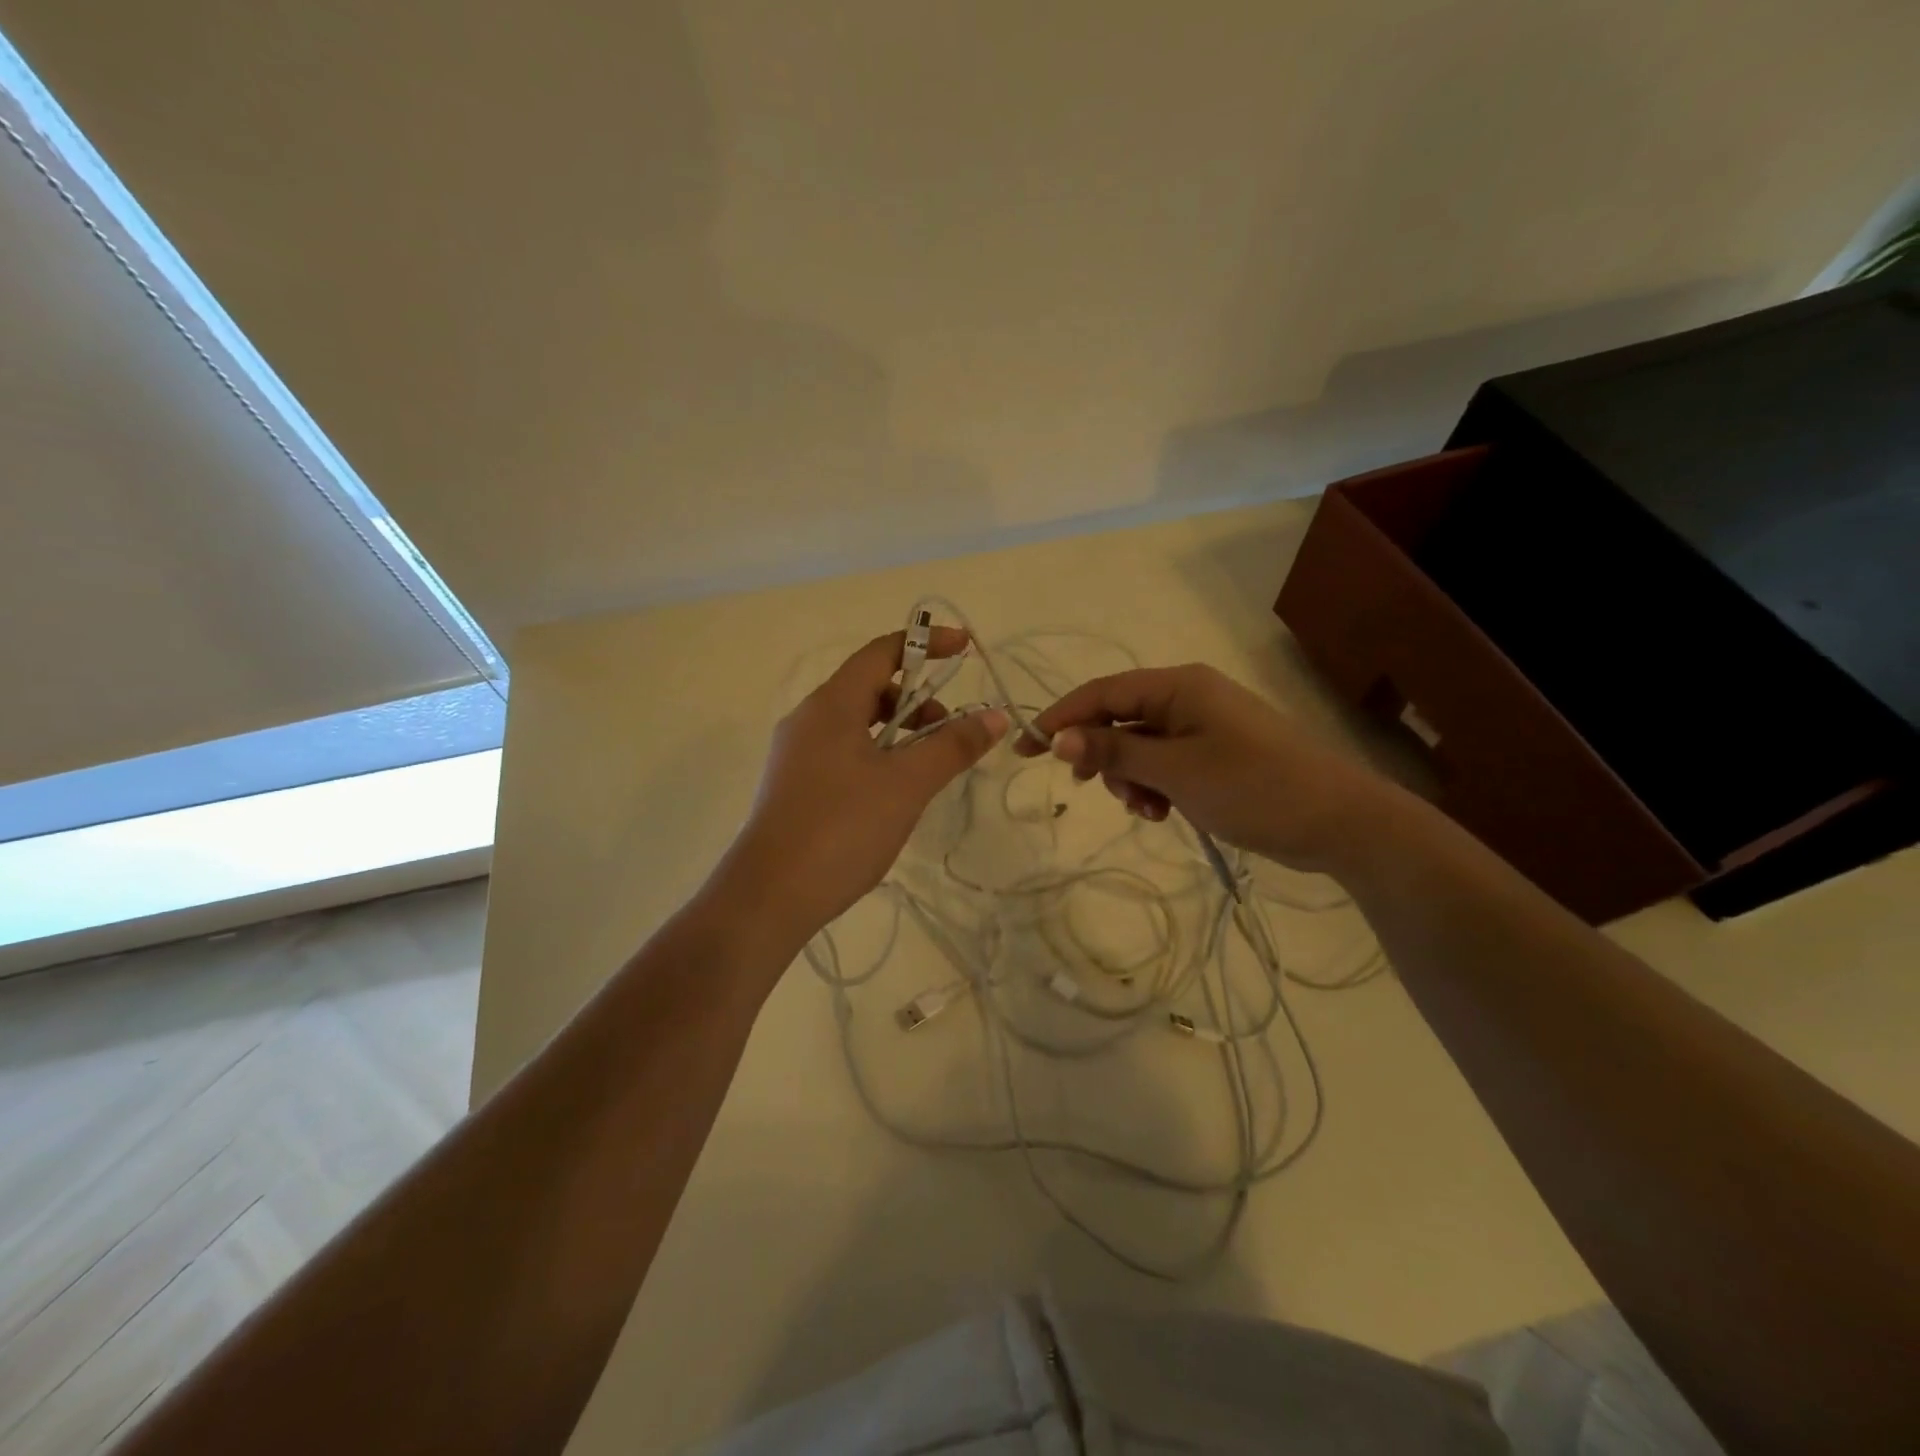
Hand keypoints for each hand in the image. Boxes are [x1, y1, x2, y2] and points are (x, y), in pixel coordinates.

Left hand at [719, 629, 1007, 939]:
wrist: (768, 896)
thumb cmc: (841, 828)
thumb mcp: (907, 785)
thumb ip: (952, 746)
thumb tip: (995, 716)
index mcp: (831, 704)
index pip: (881, 652)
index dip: (926, 645)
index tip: (967, 650)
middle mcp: (809, 719)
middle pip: (869, 687)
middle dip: (917, 699)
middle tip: (950, 731)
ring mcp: (797, 753)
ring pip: (856, 723)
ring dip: (898, 732)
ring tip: (927, 768)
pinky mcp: (794, 785)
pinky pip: (843, 752)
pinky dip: (877, 755)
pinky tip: (894, 794)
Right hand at [1015, 664, 1397, 873]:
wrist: (1340, 821)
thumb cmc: (1253, 786)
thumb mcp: (1175, 771)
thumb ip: (1114, 753)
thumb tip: (1058, 740)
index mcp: (1177, 686)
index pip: (1101, 693)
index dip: (1059, 719)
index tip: (1023, 749)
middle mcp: (1187, 697)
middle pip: (1119, 719)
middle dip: (1101, 756)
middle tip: (1092, 790)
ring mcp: (1204, 725)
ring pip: (1141, 746)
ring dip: (1130, 778)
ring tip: (1148, 810)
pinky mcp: (1216, 753)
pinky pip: (1166, 763)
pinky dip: (1155, 786)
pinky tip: (1165, 813)